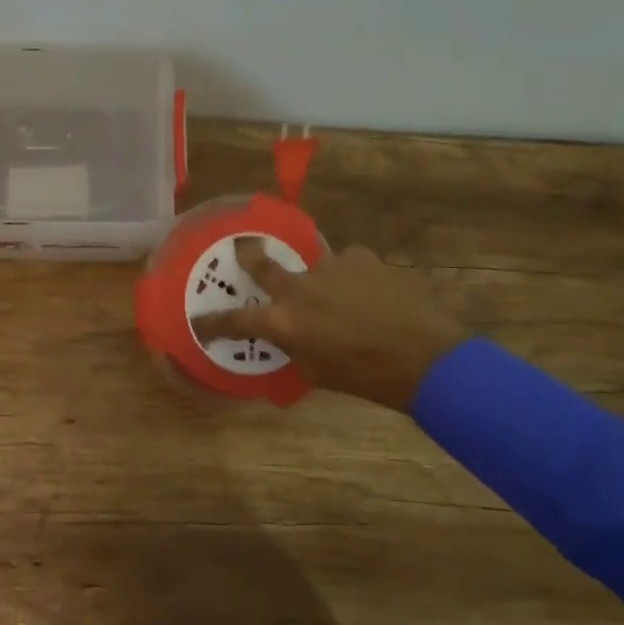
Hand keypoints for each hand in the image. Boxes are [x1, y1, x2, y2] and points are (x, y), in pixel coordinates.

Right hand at [190, 240, 465, 410]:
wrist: (424, 359)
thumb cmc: (365, 376)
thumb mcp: (316, 370)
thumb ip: (294, 346)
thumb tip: (288, 334)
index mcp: (284, 322)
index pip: (235, 320)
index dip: (213, 322)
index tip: (199, 321)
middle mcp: (298, 288)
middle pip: (260, 263)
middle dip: (246, 255)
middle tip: (241, 247)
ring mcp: (329, 267)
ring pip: (315, 267)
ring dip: (322, 281)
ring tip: (344, 298)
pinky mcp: (360, 257)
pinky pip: (347, 264)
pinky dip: (351, 277)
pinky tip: (369, 292)